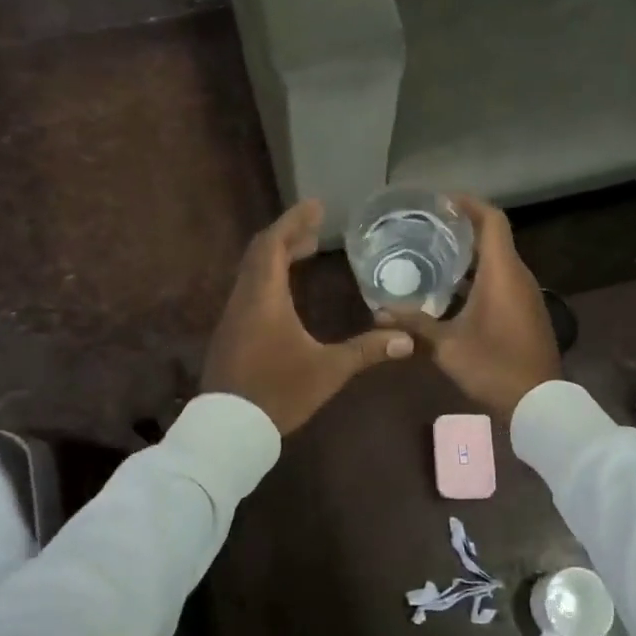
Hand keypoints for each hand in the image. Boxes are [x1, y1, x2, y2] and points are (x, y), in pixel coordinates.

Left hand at [202, 201, 414, 433]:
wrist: (228, 429)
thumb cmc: (278, 392)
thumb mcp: (327, 371)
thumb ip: (366, 351)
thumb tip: (407, 339)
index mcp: (264, 297)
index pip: (274, 244)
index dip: (294, 221)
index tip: (315, 205)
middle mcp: (244, 298)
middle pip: (261, 252)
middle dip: (288, 234)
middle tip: (316, 227)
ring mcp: (233, 316)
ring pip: (252, 271)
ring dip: (277, 255)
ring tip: (305, 250)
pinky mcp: (230, 333)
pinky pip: (249, 289)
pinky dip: (269, 276)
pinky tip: (286, 291)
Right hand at [380, 195, 559, 421]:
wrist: (539, 402)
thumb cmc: (493, 366)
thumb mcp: (447, 346)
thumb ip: (413, 325)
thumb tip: (376, 313)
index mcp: (502, 273)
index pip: (492, 220)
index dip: (468, 204)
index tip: (439, 201)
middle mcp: (518, 275)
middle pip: (493, 236)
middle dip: (461, 227)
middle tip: (425, 227)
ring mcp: (525, 293)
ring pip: (497, 259)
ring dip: (469, 253)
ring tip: (432, 253)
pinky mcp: (526, 310)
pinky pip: (502, 278)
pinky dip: (479, 273)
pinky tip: (450, 289)